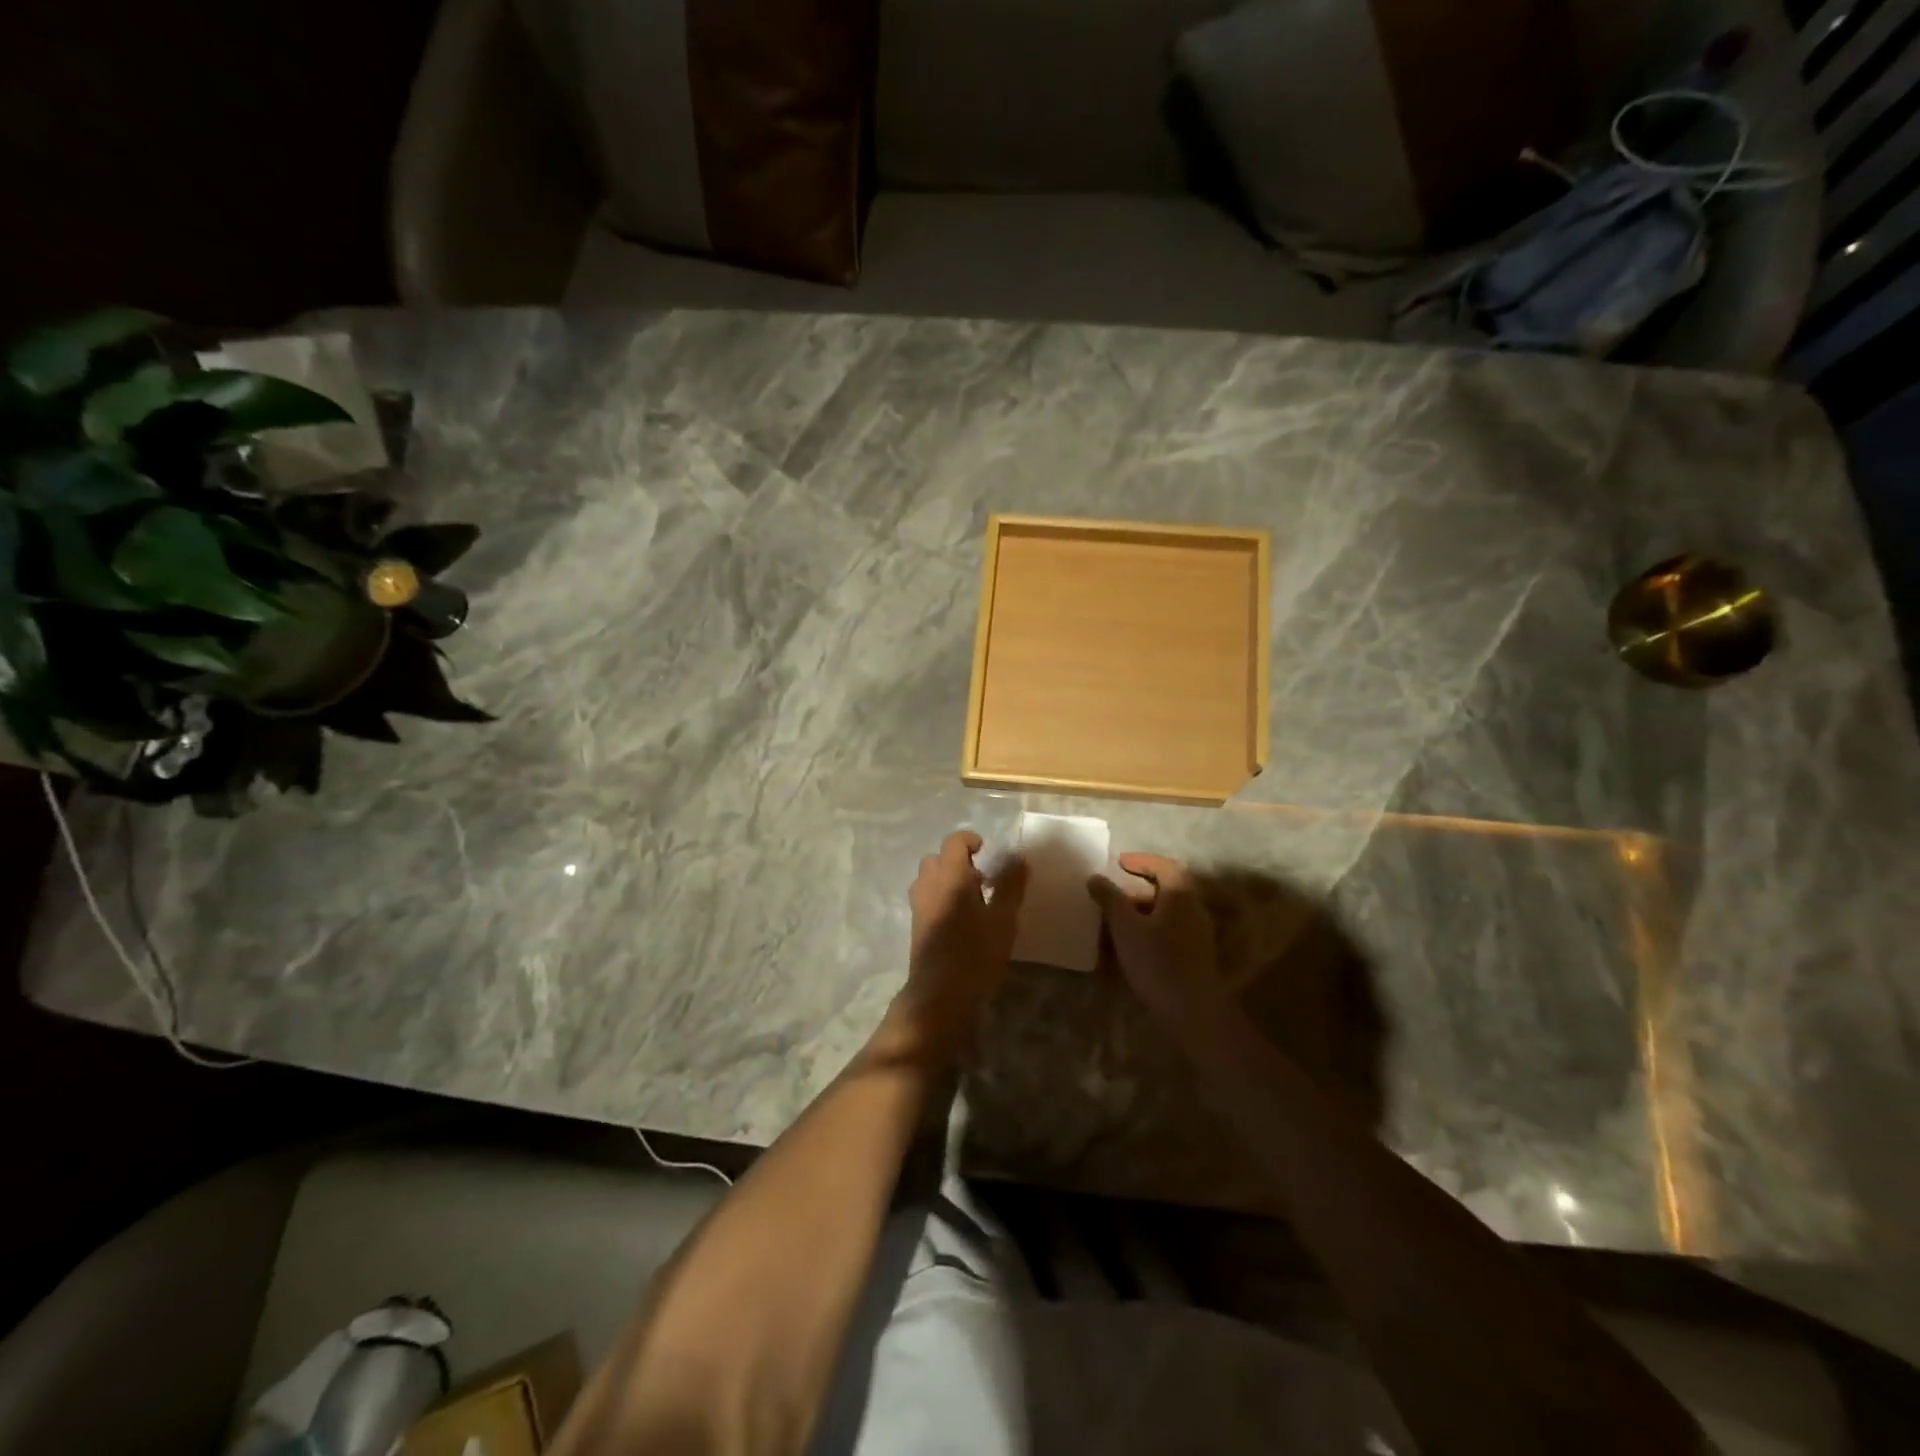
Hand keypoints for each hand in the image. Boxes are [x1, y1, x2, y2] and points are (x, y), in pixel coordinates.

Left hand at [889, 831, 1027, 1061]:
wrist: (939, 993)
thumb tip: (1018, 858)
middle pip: (937, 858)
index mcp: (950, 875)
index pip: (954, 841)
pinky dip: (941, 895)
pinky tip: (961, 918)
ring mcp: (918, 904)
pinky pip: (927, 896)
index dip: (971, 841)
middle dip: (958, 861)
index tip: (989, 853)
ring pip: (929, 877)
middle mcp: (929, 884)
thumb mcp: (1003, 919)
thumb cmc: (975, 953)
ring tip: (972, 898)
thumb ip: (1010, 886)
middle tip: (983, 878)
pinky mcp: (916, 923)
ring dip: (948, 878)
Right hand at [1087, 854, 1224, 1024]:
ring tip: (1117, 919)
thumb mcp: (1125, 926)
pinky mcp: (1196, 954)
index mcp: (1180, 894)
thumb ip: (1110, 898)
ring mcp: (1198, 933)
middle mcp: (1194, 908)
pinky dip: (1151, 927)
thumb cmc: (1156, 960)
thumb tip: (1095, 877)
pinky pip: (1171, 930)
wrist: (1191, 1010)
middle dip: (1139, 887)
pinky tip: (1132, 943)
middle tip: (1114, 891)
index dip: (1141, 861)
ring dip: (1144, 909)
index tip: (1119, 863)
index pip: (1164, 865)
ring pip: (1168, 911)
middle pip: (1168, 888)